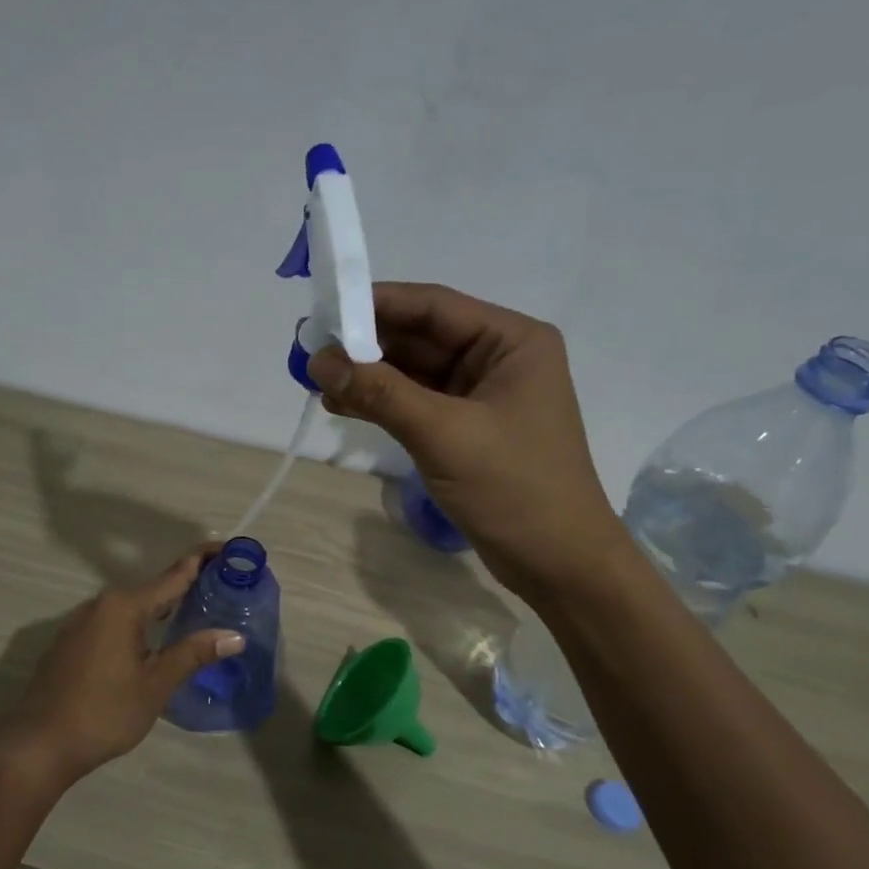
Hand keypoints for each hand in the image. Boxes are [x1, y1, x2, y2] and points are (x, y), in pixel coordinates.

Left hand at [1, 543, 244, 784]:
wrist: (39, 745)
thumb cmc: (104, 712)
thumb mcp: (156, 684)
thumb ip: (193, 654)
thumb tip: (235, 636)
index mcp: (124, 606)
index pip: (174, 575)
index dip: (203, 560)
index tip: (229, 550)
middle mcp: (100, 604)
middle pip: (153, 589)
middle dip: (186, 587)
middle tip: (222, 591)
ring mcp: (80, 623)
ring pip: (131, 608)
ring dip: (162, 609)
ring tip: (195, 615)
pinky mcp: (70, 643)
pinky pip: (113, 623)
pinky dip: (139, 625)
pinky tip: (153, 644)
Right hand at [307, 282, 624, 596]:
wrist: (557, 562)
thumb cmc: (513, 488)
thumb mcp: (443, 434)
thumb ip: (381, 393)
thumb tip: (319, 361)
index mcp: (512, 341)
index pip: (434, 307)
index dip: (376, 305)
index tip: (323, 309)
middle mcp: (498, 359)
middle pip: (421, 336)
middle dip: (367, 344)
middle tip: (311, 351)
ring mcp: (482, 396)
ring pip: (414, 371)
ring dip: (369, 375)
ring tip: (318, 381)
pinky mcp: (467, 428)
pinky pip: (417, 403)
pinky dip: (382, 403)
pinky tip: (342, 405)